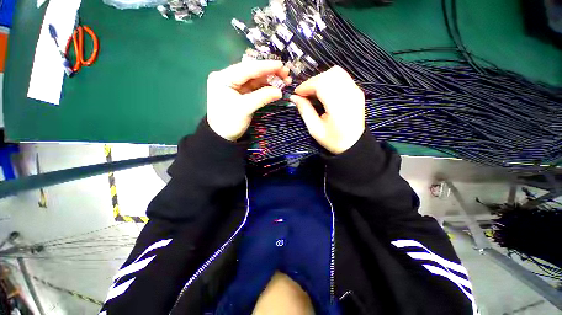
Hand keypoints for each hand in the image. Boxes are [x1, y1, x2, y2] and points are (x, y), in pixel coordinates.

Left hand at [206, 60, 290, 140]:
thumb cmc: (229, 122)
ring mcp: (235, 85)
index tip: (281, 65)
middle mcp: (228, 78)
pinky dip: (265, 87)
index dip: (265, 67)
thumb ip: (262, 97)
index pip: (247, 69)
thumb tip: (280, 91)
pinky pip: (255, 87)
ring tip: (285, 80)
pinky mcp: (240, 93)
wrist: (222, 136)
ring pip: (255, 79)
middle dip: (269, 73)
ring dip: (269, 80)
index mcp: (223, 78)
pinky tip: (276, 87)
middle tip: (286, 73)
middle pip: (252, 72)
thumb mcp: (245, 109)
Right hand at [290, 66, 364, 153]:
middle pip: (329, 75)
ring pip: (336, 72)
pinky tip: (324, 92)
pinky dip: (330, 80)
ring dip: (321, 79)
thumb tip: (294, 97)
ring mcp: (355, 91)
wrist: (354, 144)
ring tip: (314, 92)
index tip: (297, 93)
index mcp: (338, 106)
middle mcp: (349, 94)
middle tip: (305, 94)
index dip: (307, 85)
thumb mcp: (315, 129)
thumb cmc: (333, 140)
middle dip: (313, 81)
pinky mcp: (357, 91)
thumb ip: (304, 110)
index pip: (321, 83)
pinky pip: (342, 77)